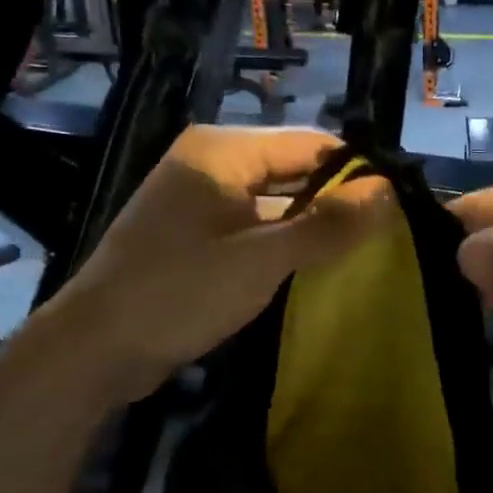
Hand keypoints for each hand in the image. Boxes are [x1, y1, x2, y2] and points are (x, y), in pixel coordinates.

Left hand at [71, 125, 387, 398]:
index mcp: (223, 151)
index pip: (310, 144)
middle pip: (293, 170)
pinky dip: (284, 242)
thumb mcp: (262, 259)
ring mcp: (200, 200)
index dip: (357, 170)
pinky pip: (254, 226)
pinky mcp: (195, 234)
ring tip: (363, 249)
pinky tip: (315, 266)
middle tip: (387, 231)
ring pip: (275, 201)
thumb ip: (328, 225)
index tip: (399, 202)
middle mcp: (211, 164)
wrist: (94, 349)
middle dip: (337, 199)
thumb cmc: (179, 292)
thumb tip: (388, 191)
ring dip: (312, 224)